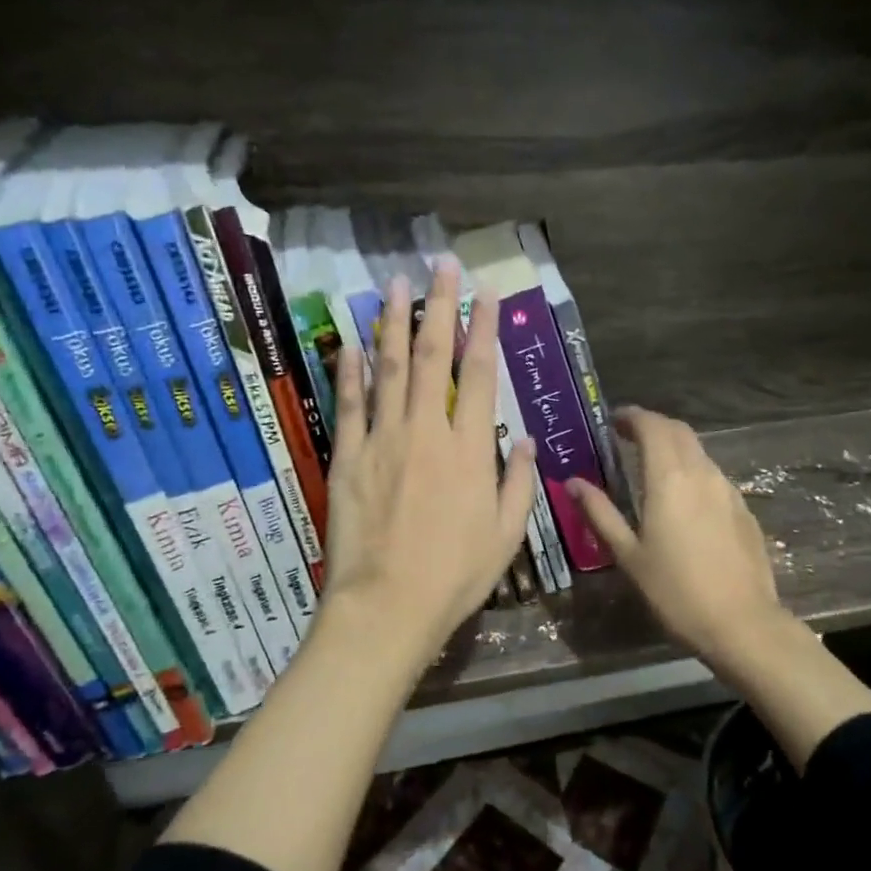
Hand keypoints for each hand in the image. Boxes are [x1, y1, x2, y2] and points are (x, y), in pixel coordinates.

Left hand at [320, 263, 536, 676]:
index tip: (485, 294)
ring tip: (393, 284)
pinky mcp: (348, 458)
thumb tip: (523, 441)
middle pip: (432, 356)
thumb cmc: (455, 575)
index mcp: (469, 450)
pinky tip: (347, 340)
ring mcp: (383, 440)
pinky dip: (348, 370)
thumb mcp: (505, 534)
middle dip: (438, 306)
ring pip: (386, 368)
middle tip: (440, 265)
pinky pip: (349, 405)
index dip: (483, 329)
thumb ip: (517, 483)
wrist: (388, 605)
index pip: (480, 374)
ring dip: (391, 322)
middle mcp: (427, 431)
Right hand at [564, 408, 788, 677]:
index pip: (653, 426)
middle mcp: (702, 473)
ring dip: (674, 447)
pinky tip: (682, 498)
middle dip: (653, 426)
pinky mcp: (743, 509)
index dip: (632, 416)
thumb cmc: (675, 591)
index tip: (613, 420)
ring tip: (651, 466)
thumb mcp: (628, 554)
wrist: (741, 624)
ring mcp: (728, 490)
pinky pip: (713, 475)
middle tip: (627, 436)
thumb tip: (573, 482)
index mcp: (669, 478)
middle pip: (679, 431)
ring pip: (699, 452)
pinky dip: (692, 470)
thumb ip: (600, 513)